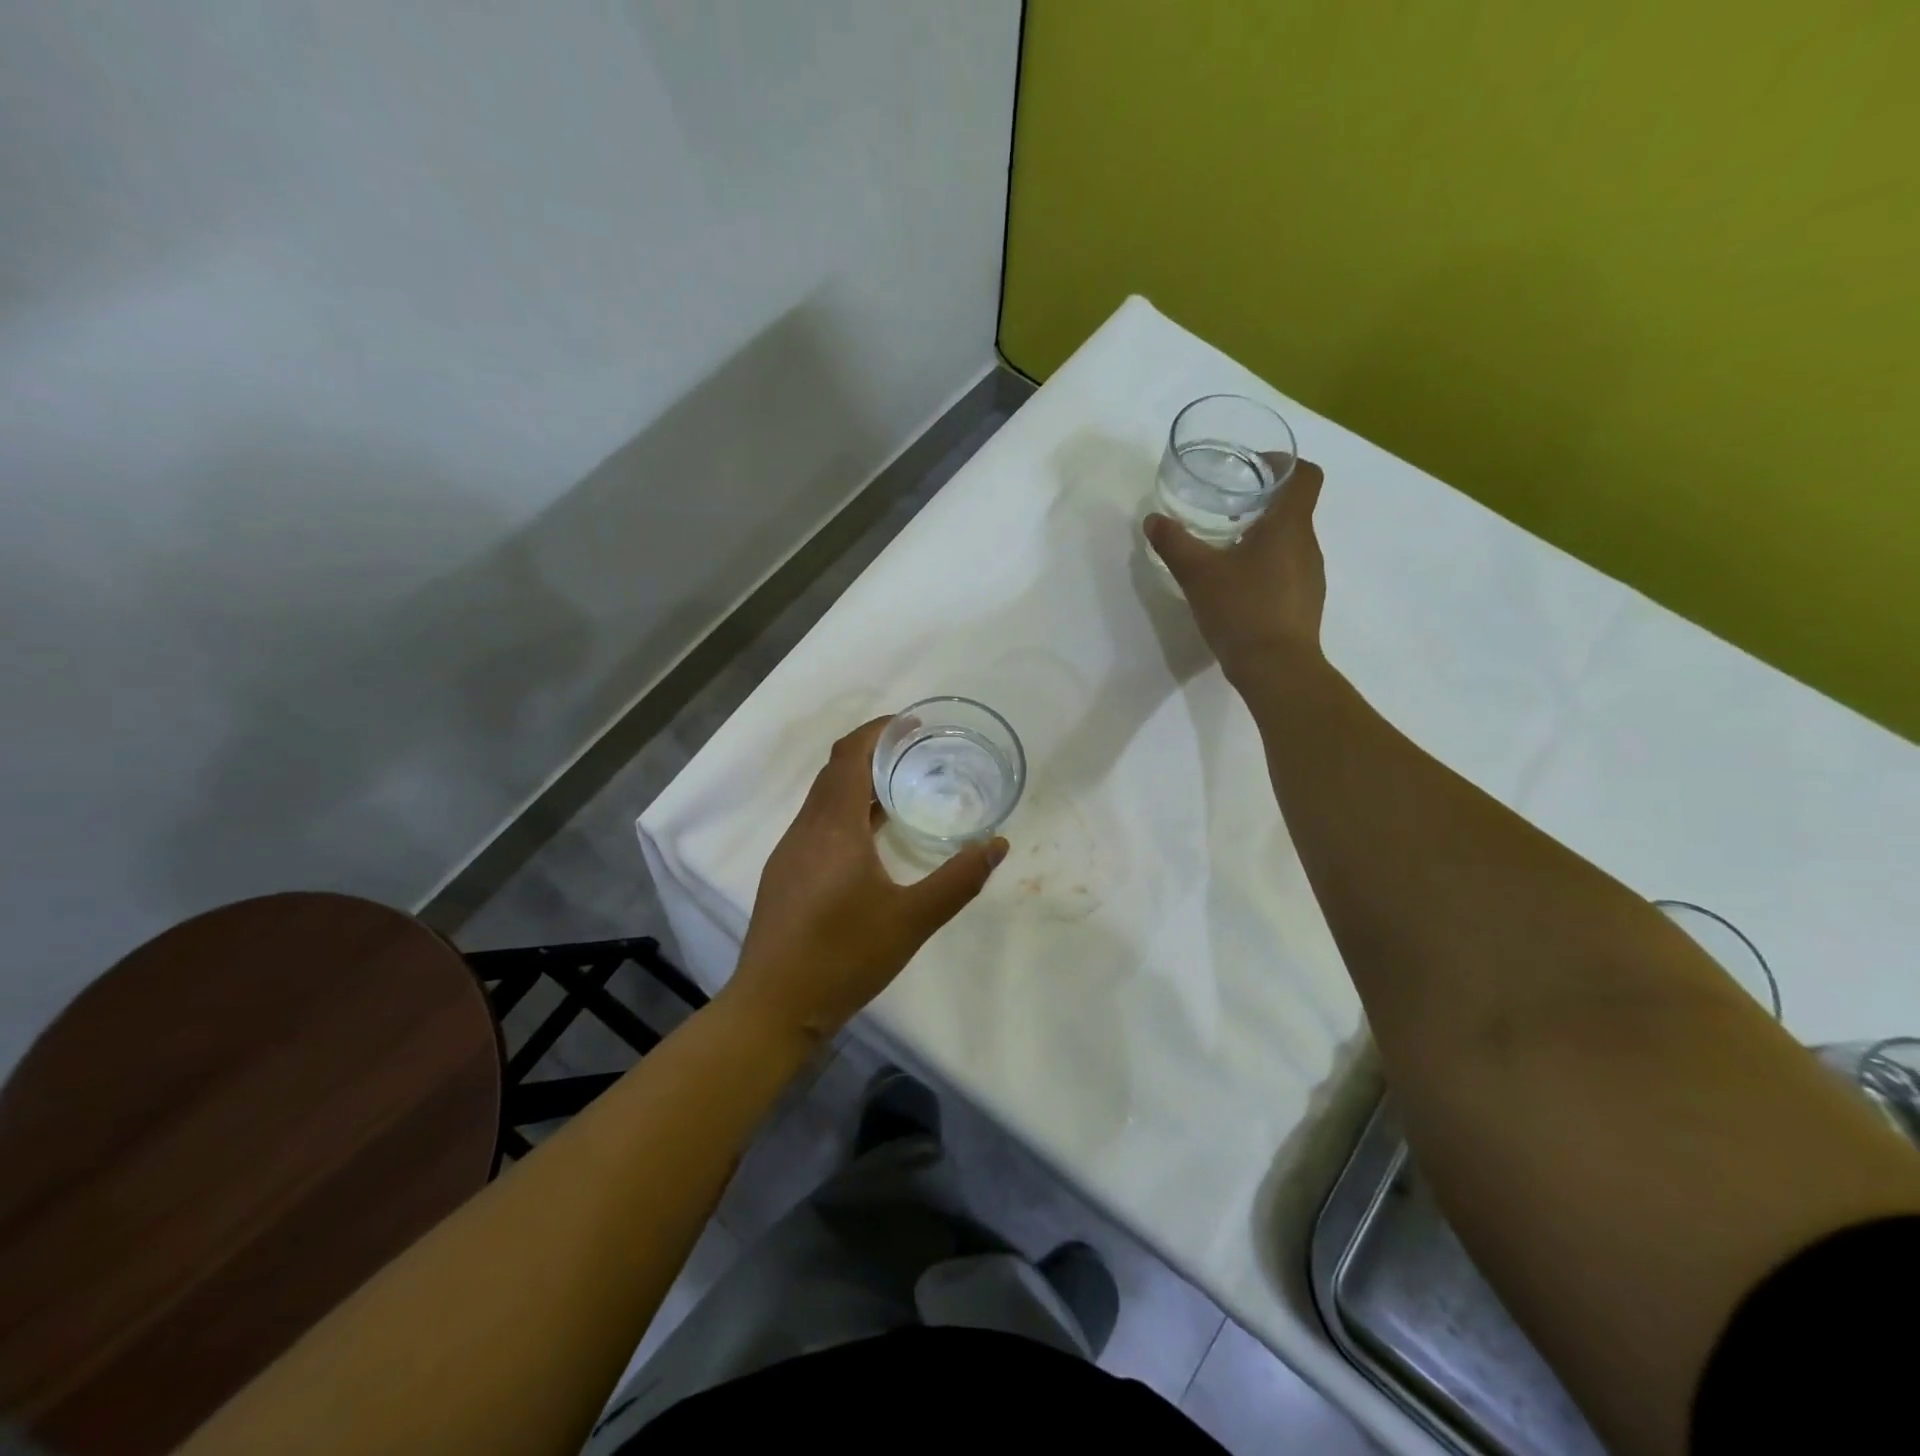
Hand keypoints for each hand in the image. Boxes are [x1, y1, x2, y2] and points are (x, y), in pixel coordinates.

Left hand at [725, 717, 1007, 1041]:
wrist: (772, 1008)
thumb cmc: (843, 958)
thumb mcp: (911, 921)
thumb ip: (958, 880)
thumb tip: (997, 845)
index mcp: (833, 827)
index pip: (850, 755)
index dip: (880, 731)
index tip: (913, 724)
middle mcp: (806, 829)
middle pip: (835, 770)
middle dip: (873, 752)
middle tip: (917, 753)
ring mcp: (790, 852)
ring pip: (824, 798)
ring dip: (858, 783)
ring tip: (901, 790)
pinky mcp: (785, 874)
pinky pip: (818, 823)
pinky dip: (846, 811)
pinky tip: (872, 840)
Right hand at [1145, 458, 1327, 686]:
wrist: (1276, 668)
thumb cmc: (1242, 610)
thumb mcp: (1198, 574)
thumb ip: (1174, 543)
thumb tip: (1153, 520)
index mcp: (1289, 526)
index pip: (1305, 475)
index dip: (1284, 463)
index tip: (1255, 467)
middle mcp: (1307, 545)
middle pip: (1294, 508)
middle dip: (1263, 503)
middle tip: (1227, 509)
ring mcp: (1310, 576)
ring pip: (1290, 542)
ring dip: (1264, 538)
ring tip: (1228, 549)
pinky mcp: (1305, 602)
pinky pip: (1288, 571)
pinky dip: (1266, 568)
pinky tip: (1238, 587)